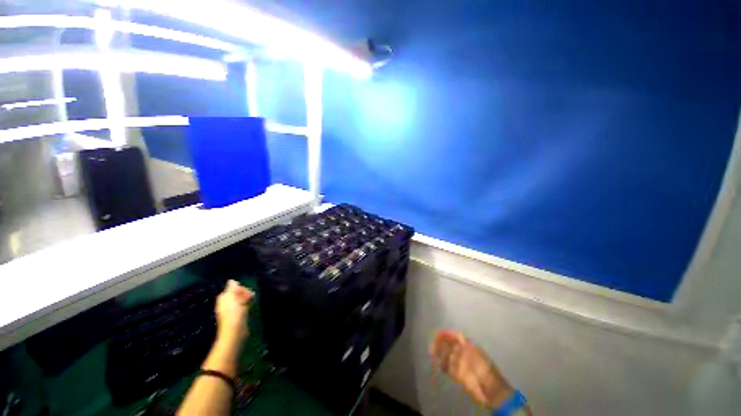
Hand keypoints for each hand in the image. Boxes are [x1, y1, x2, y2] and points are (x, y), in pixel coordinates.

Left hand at [215, 280, 253, 343]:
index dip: (240, 288)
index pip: (233, 288)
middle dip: (244, 293)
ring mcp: (232, 309)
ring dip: (247, 298)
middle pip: (237, 293)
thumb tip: (231, 280)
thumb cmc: (233, 313)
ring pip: (241, 299)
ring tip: (251, 301)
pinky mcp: (238, 315)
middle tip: (249, 296)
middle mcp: (226, 303)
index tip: (245, 291)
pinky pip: (243, 305)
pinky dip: (247, 304)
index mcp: (223, 298)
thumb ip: (232, 288)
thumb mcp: (232, 297)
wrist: (235, 331)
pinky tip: (250, 306)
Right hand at [430, 330, 513, 408]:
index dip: (445, 334)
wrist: (490, 389)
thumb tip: (458, 334)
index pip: (454, 336)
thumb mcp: (476, 353)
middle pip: (448, 345)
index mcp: (467, 345)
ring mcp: (460, 364)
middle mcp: (463, 352)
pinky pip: (448, 368)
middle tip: (432, 346)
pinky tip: (440, 365)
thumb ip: (466, 344)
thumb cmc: (484, 368)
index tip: (436, 335)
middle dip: (440, 344)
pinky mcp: (458, 375)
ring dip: (440, 354)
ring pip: (446, 356)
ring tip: (433, 354)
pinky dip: (443, 366)